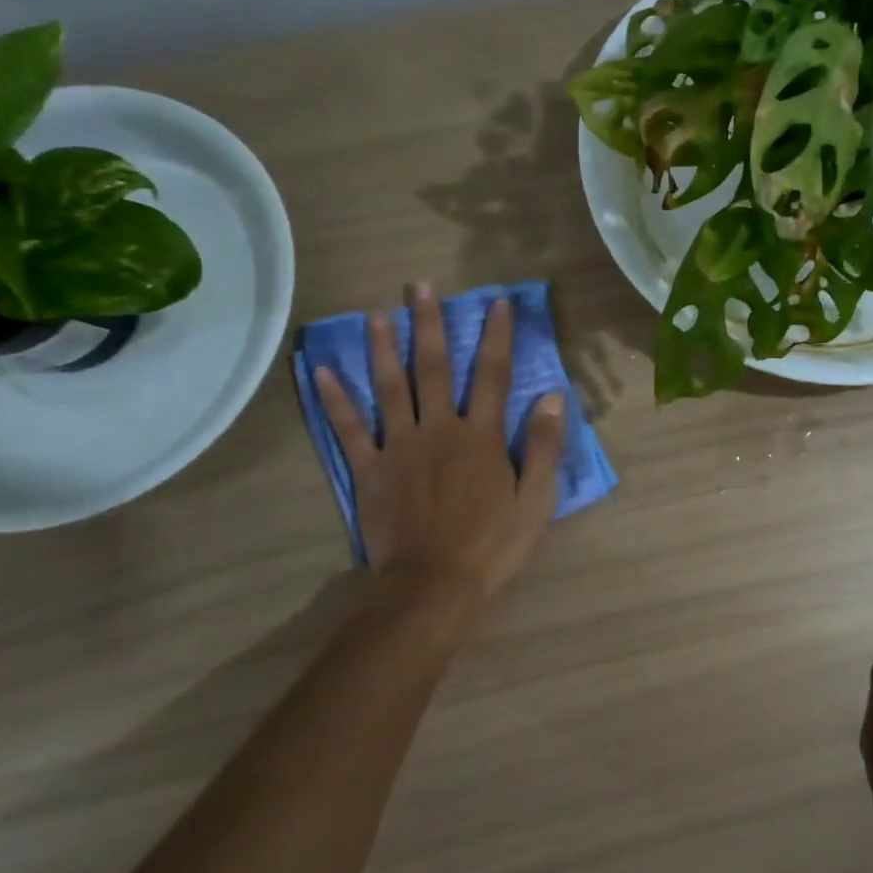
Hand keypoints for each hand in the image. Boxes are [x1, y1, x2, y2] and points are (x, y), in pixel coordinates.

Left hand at [313, 283, 565, 600]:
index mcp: (480, 435)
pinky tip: (321, 373)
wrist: (434, 586)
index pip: (491, 374)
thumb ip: (543, 446)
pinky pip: (349, 429)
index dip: (496, 336)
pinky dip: (334, 401)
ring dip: (382, 348)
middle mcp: (438, 428)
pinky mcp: (369, 469)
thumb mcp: (536, 500)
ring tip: (376, 314)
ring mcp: (399, 446)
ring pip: (389, 387)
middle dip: (428, 324)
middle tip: (419, 287)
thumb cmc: (492, 545)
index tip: (496, 302)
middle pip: (433, 367)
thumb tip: (551, 396)